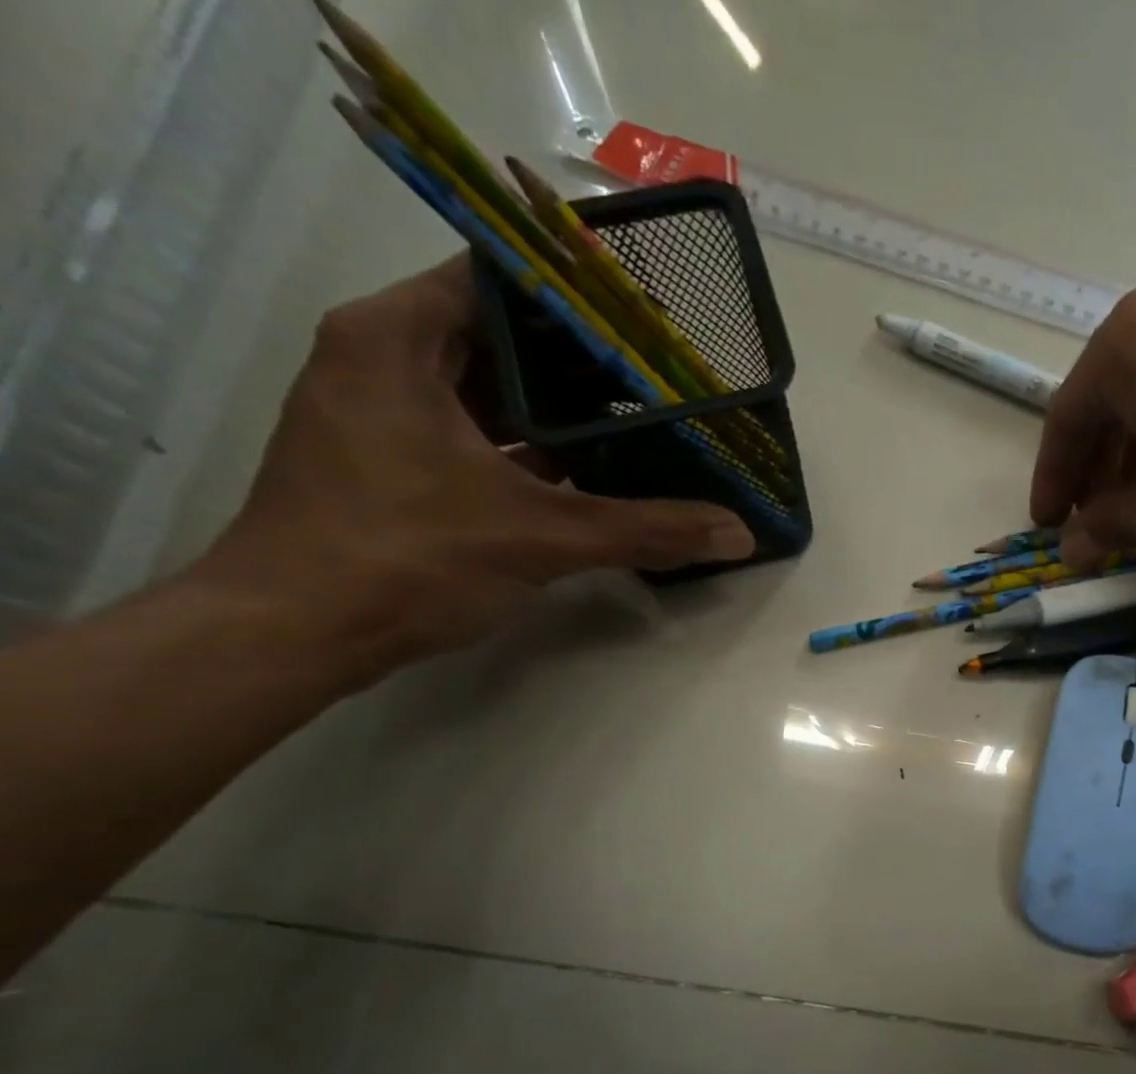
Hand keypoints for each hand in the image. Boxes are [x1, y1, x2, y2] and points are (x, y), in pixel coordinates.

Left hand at [197, 256, 755, 680]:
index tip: (647, 320)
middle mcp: (382, 357)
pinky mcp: (389, 461)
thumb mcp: (541, 537)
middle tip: (658, 374)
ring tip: (637, 418)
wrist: (295, 632)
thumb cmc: (405, 557)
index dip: (579, 295)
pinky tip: (586, 471)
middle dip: (579, 358)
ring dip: (557, 408)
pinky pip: (473, 432)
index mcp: (400, 338)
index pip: (500, 278)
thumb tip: (739, 533)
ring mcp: (381, 411)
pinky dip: (526, 446)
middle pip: (499, 334)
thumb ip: (646, 531)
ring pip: (487, 388)